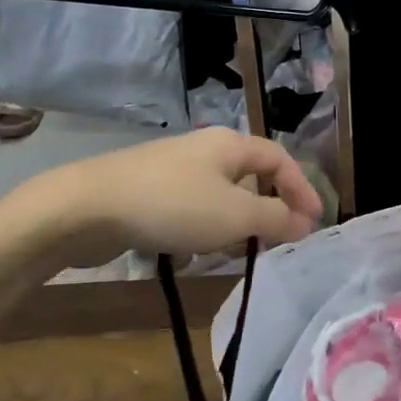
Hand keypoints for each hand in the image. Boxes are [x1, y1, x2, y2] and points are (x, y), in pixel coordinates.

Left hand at [30, 128, 322, 264]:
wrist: (86, 207)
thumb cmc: (172, 205)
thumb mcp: (234, 215)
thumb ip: (275, 218)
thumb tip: (305, 222)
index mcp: (230, 145)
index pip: (280, 159)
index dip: (302, 188)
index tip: (314, 223)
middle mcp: (205, 150)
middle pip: (250, 178)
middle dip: (266, 210)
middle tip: (276, 242)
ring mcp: (173, 170)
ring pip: (219, 197)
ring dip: (232, 225)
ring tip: (232, 253)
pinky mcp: (148, 192)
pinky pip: (189, 210)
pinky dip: (199, 231)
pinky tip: (188, 255)